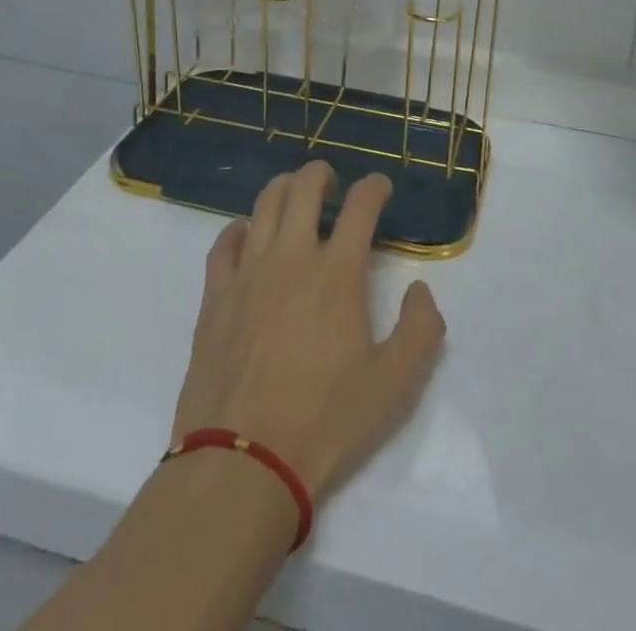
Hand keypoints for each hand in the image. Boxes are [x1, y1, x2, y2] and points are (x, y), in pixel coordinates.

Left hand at [171, 162, 445, 503]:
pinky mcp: (215, 296)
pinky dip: (239, 228)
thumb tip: (420, 289)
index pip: (360, 206)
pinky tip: (246, 235)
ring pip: (263, 205)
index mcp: (337, 273)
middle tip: (332, 182)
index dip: (374, 187)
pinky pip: (224, 243)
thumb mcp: (394, 385)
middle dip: (322, 174)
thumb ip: (420, 329)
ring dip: (283, 188)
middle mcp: (291, 257)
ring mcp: (248, 273)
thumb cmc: (325, 421)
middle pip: (304, 188)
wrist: (242, 462)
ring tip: (293, 193)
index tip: (380, 187)